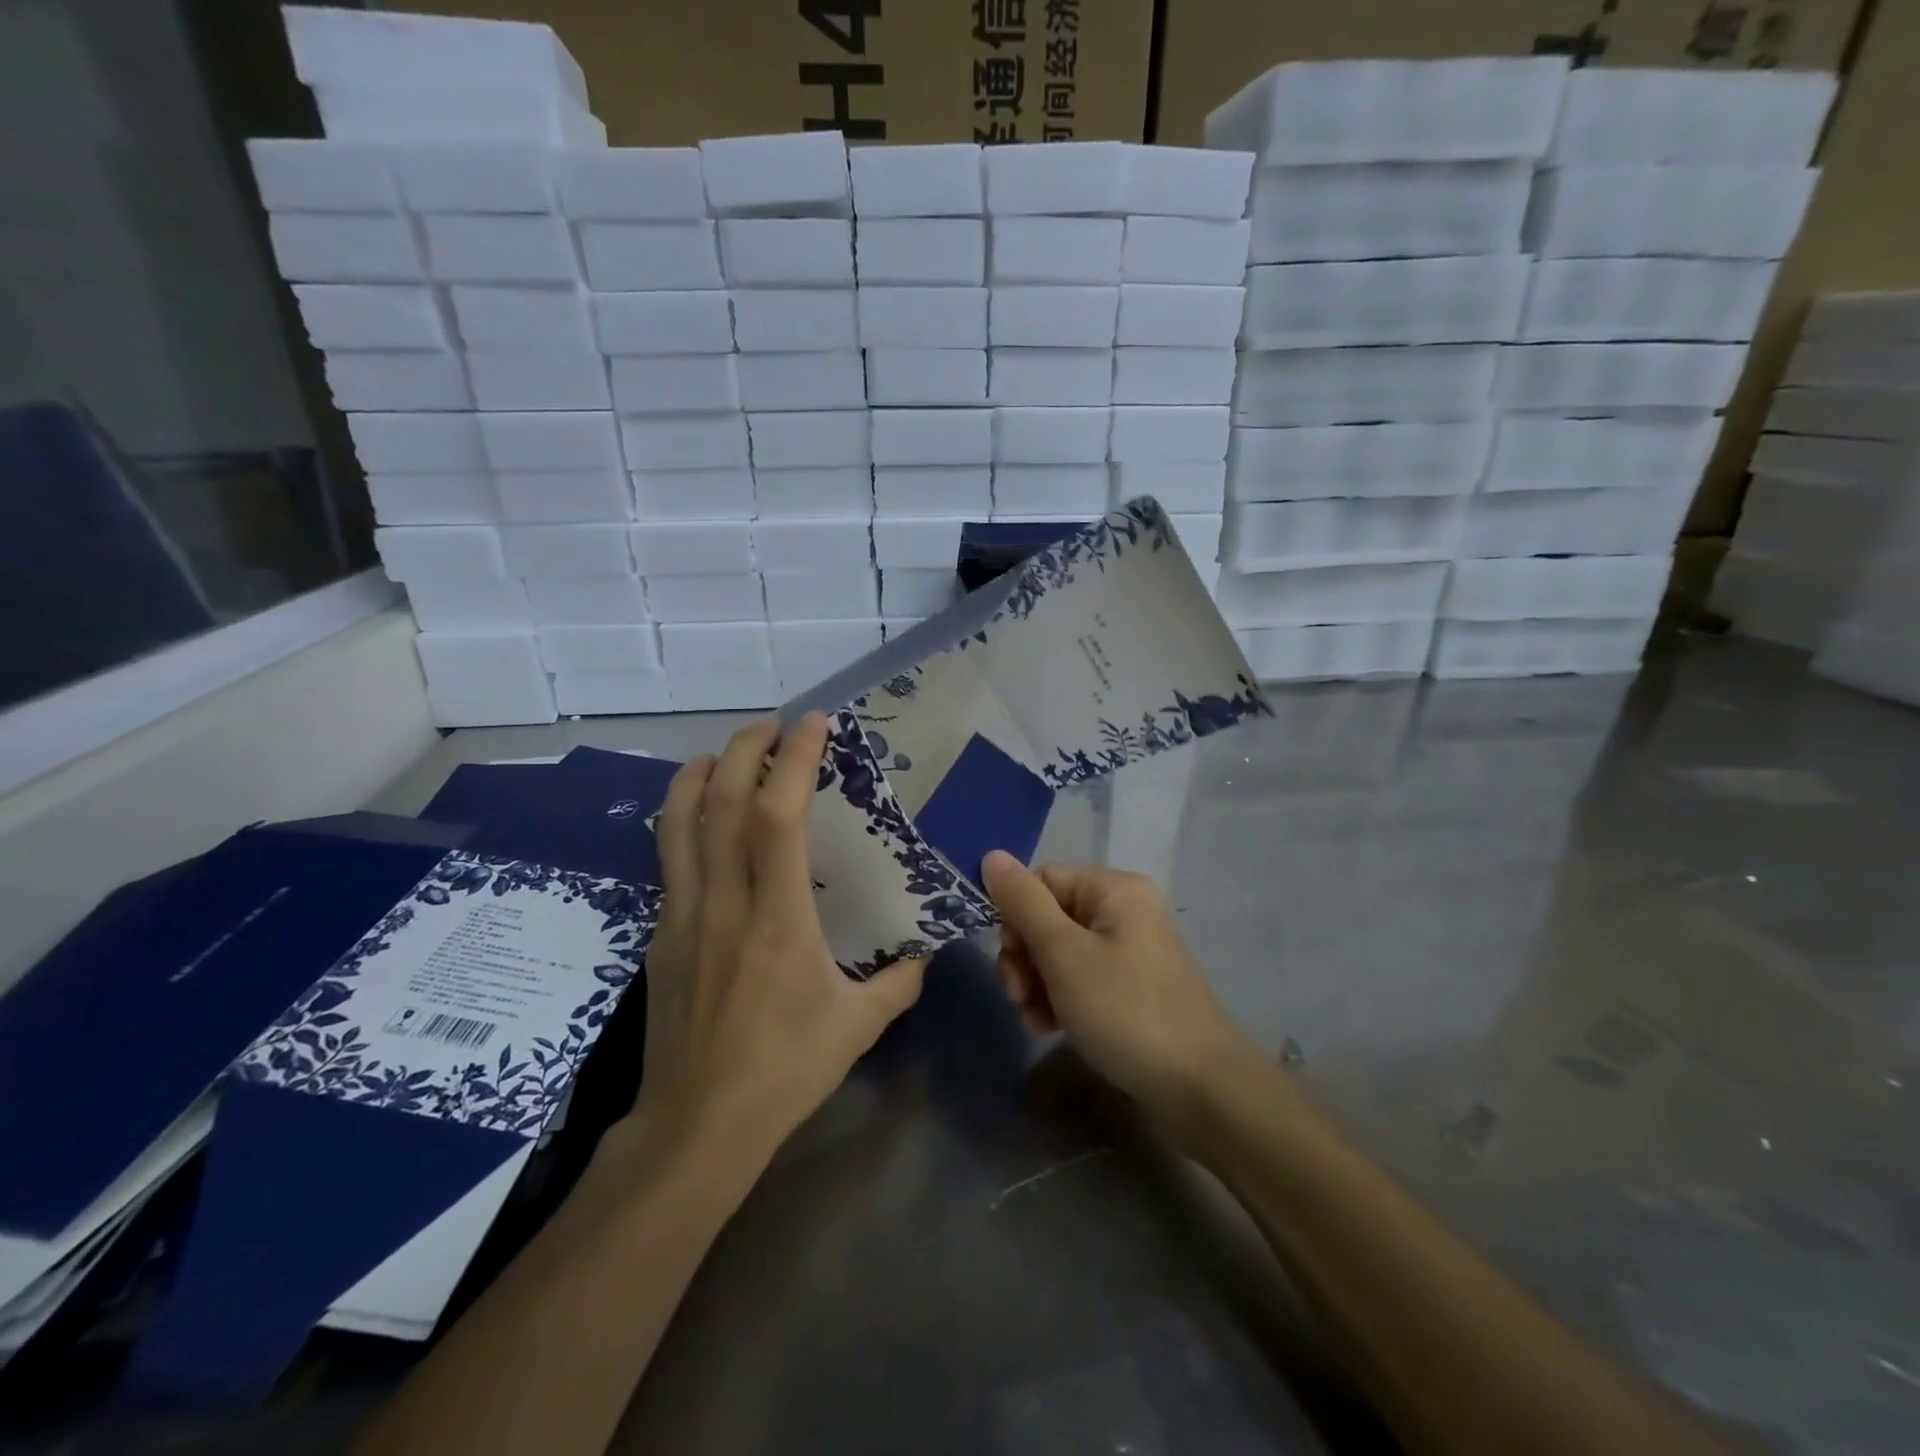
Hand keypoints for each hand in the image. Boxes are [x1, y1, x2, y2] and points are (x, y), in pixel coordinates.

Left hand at [624, 715, 926, 1165]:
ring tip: (725, 753)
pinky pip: (669, 859)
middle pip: (721, 801)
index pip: (778, 816)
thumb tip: (923, 954)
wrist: (696, 1126)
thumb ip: (898, 983)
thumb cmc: (783, 1071)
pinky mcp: (661, 934)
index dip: (793, 760)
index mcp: (777, 918)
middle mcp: (723, 901)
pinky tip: (702, 822)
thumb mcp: (858, 1026)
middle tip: (772, 725)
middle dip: (744, 748)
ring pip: (678, 822)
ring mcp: (682, 915)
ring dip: (700, 774)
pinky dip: (684, 820)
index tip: (814, 725)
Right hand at [982, 852, 1257, 1130]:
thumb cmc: (1126, 1010)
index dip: (1016, 915)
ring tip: (1033, 1019)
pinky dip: (1058, 998)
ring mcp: (1129, 951)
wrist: (1199, 1088)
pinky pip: (1080, 978)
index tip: (1009, 957)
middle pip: (1049, 916)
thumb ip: (1024, 904)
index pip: (1043, 880)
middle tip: (1017, 995)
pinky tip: (1048, 1028)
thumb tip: (992, 856)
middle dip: (1024, 956)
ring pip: (1059, 951)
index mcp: (1114, 889)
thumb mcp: (1064, 954)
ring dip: (1036, 983)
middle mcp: (1124, 911)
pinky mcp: (1130, 988)